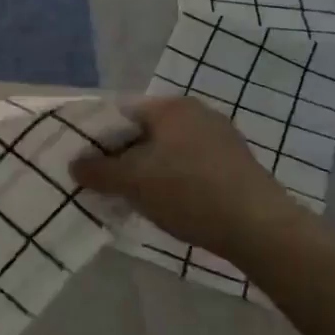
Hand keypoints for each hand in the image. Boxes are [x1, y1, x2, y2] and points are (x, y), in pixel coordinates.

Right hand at [70, 96, 309, 255]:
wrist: (260, 228)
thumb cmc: (188, 192)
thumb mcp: (132, 182)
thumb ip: (98, 170)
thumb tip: (75, 164)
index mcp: (171, 106)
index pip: (121, 112)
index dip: (98, 136)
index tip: (86, 162)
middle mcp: (197, 113)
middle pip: (145, 131)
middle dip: (123, 155)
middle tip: (106, 182)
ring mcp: (221, 138)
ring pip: (168, 150)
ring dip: (148, 170)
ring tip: (133, 197)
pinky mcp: (236, 164)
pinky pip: (191, 165)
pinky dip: (174, 179)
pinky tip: (169, 204)